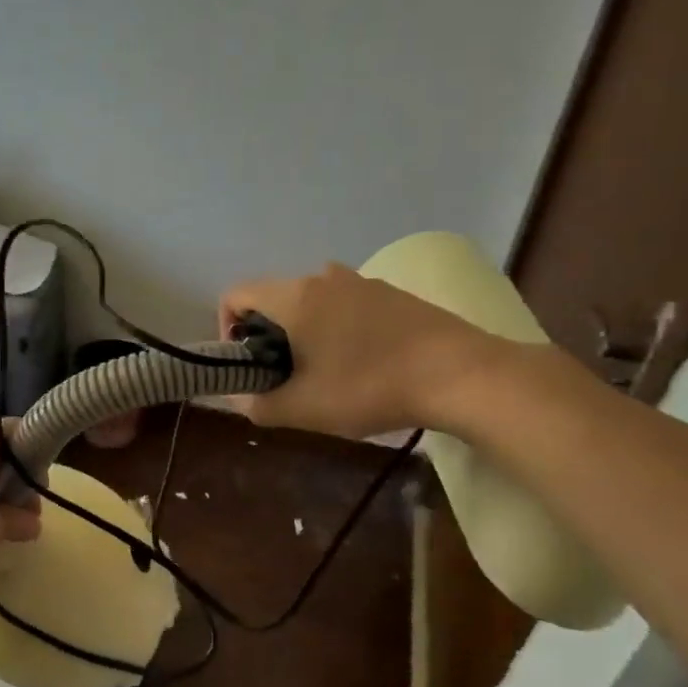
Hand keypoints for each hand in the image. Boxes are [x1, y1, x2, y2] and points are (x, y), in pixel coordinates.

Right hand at [220, 264, 508, 439]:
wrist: (461, 374)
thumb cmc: (369, 387)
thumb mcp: (304, 409)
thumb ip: (258, 405)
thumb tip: (239, 398)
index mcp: (295, 296)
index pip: (236, 294)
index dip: (226, 330)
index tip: (246, 365)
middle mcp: (324, 277)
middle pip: (273, 299)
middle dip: (266, 338)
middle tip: (283, 379)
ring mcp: (362, 281)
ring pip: (310, 303)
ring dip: (302, 334)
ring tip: (323, 375)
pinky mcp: (392, 294)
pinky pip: (344, 306)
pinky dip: (334, 330)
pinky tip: (360, 366)